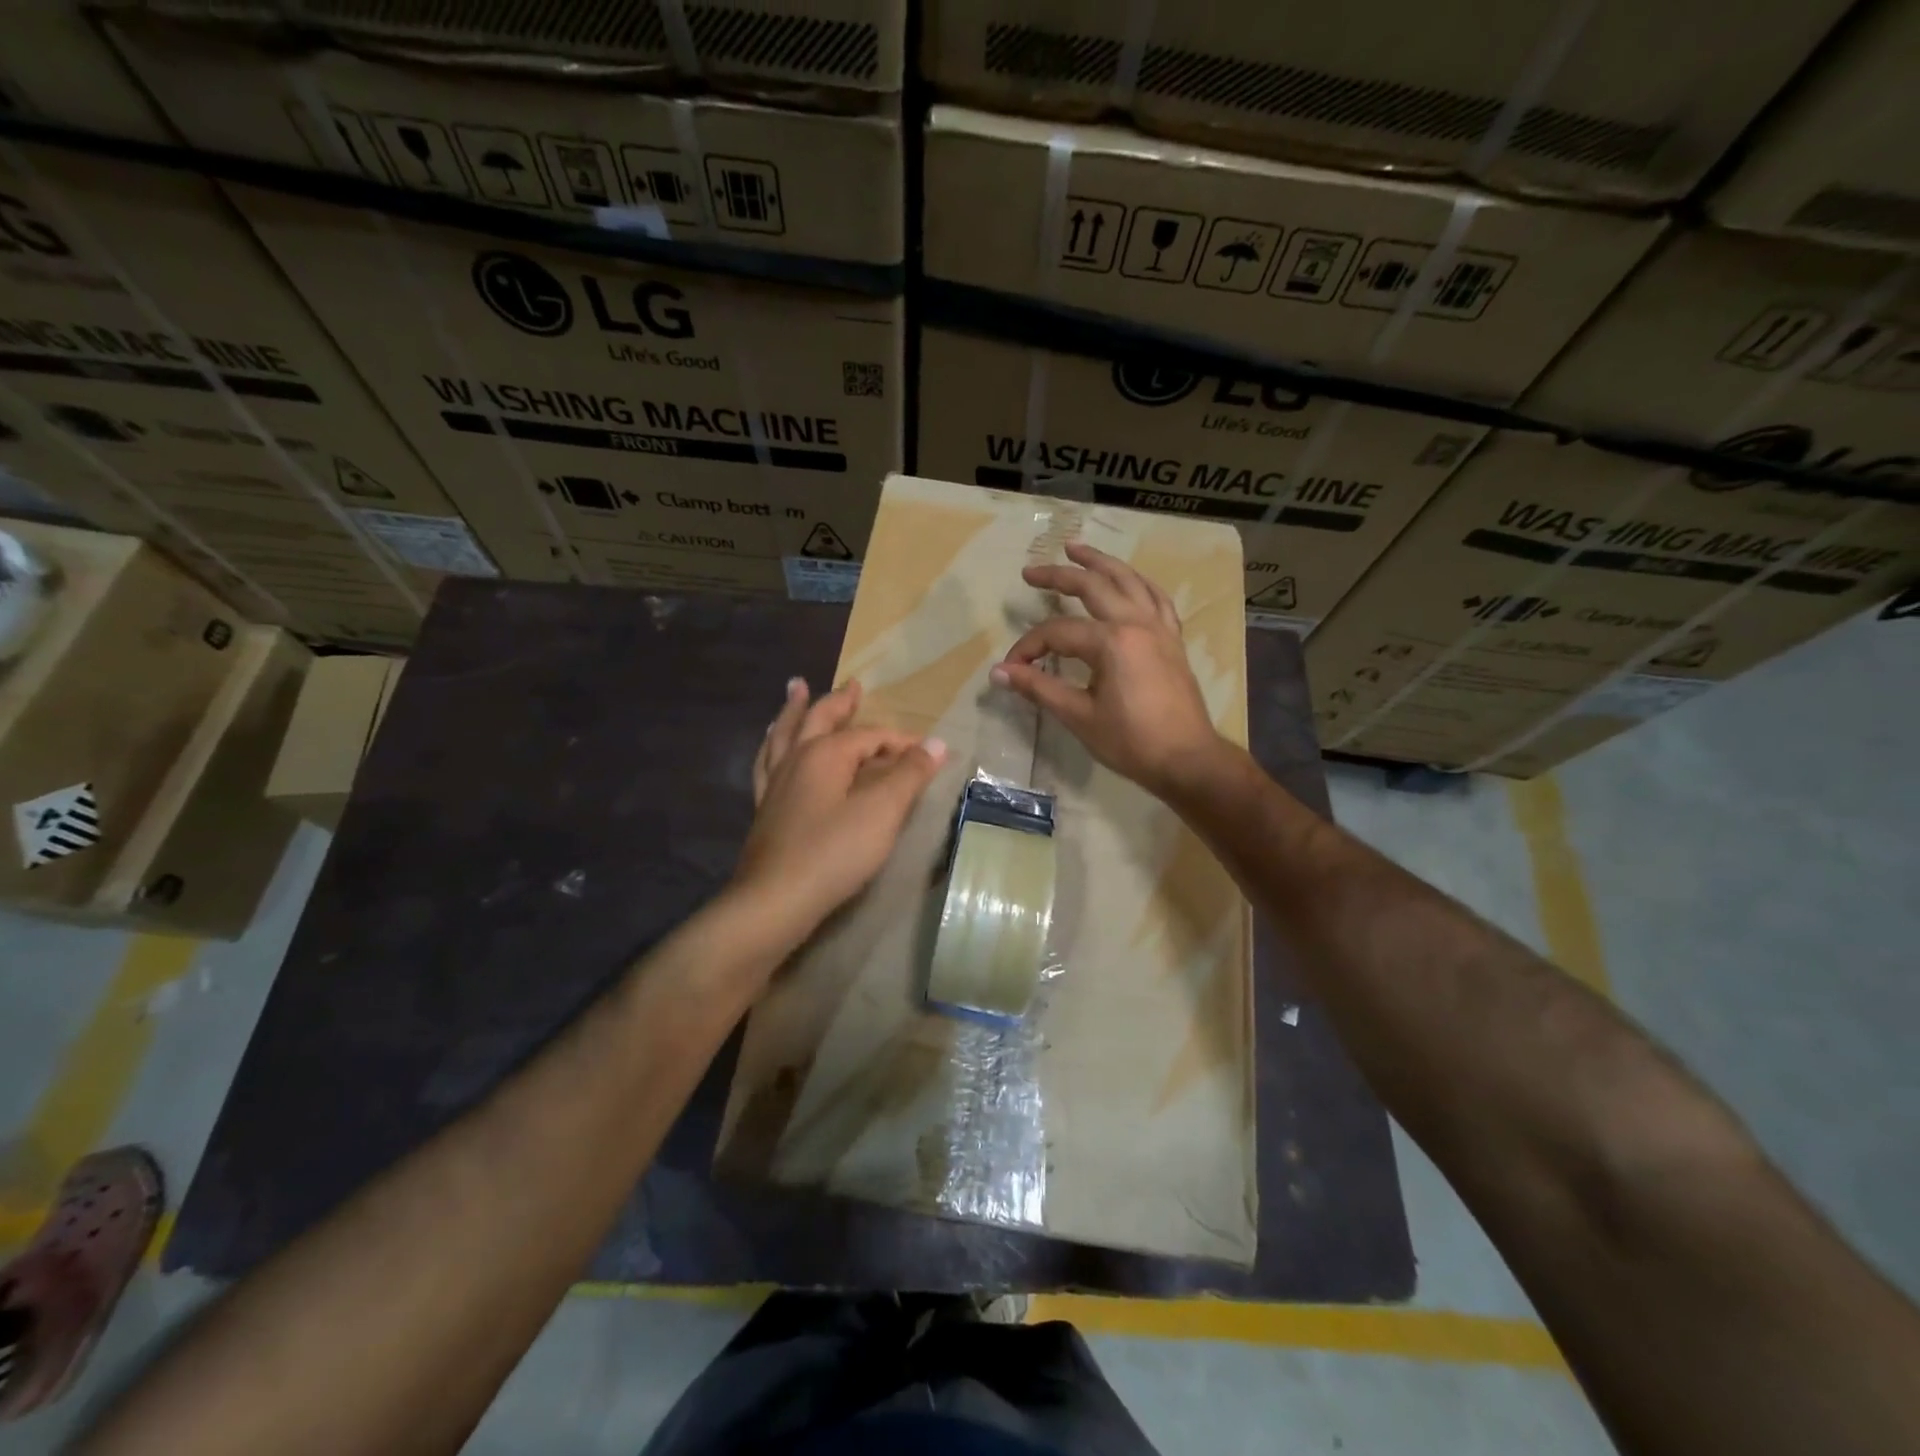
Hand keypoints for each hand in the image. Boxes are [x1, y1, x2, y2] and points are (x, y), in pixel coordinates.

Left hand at [736, 677, 947, 938]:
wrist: (776, 899)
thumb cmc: (834, 852)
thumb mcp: (882, 811)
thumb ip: (909, 774)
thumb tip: (936, 742)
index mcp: (826, 753)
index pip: (871, 736)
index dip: (902, 742)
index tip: (928, 754)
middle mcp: (796, 758)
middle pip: (819, 719)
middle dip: (839, 702)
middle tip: (852, 684)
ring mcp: (775, 783)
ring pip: (785, 734)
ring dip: (795, 709)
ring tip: (796, 688)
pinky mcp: (764, 808)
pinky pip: (767, 763)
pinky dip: (772, 745)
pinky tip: (772, 746)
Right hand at [990, 541, 1225, 796]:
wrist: (1187, 760)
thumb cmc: (1132, 742)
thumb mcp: (1079, 716)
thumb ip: (1039, 688)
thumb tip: (998, 673)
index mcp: (1112, 642)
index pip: (1058, 633)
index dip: (1029, 647)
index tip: (1012, 668)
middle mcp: (1137, 623)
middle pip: (1093, 587)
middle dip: (1059, 576)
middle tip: (1032, 571)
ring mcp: (1159, 628)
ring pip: (1129, 581)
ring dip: (1101, 562)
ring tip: (1078, 549)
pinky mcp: (1173, 640)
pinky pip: (1156, 599)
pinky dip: (1138, 583)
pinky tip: (1129, 580)